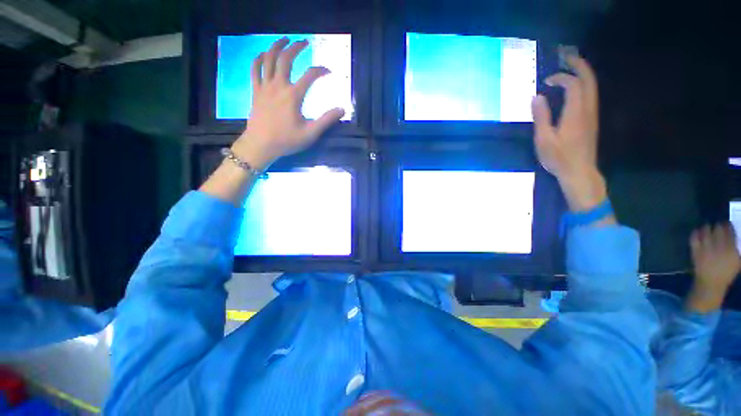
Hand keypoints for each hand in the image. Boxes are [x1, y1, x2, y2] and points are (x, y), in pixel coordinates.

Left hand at [231, 37, 344, 170]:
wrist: (261, 145)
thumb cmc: (286, 140)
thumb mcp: (311, 133)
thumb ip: (326, 120)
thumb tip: (342, 109)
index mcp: (293, 96)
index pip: (310, 75)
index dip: (321, 70)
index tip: (329, 71)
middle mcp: (278, 86)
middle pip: (286, 59)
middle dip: (297, 47)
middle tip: (305, 42)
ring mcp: (264, 87)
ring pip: (269, 59)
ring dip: (277, 46)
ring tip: (285, 39)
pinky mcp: (256, 91)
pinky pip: (255, 69)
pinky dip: (259, 58)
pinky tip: (264, 54)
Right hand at [531, 56, 605, 211]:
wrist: (579, 172)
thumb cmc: (559, 158)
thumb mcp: (544, 140)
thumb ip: (541, 117)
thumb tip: (537, 97)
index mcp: (575, 113)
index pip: (573, 84)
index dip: (560, 77)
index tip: (546, 81)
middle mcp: (587, 109)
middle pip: (589, 79)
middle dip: (579, 65)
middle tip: (567, 56)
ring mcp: (592, 114)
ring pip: (593, 86)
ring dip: (583, 73)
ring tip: (570, 66)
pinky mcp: (591, 120)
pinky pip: (590, 95)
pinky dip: (583, 85)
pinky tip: (574, 87)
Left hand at [686, 223, 740, 312]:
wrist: (711, 284)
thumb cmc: (726, 273)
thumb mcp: (738, 262)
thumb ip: (739, 249)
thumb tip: (738, 237)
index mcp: (731, 250)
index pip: (730, 231)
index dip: (728, 226)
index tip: (727, 224)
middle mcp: (719, 247)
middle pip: (718, 229)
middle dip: (718, 225)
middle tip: (718, 225)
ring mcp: (706, 249)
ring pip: (706, 231)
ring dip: (707, 227)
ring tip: (708, 227)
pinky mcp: (696, 252)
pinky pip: (694, 238)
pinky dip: (695, 233)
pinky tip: (698, 231)